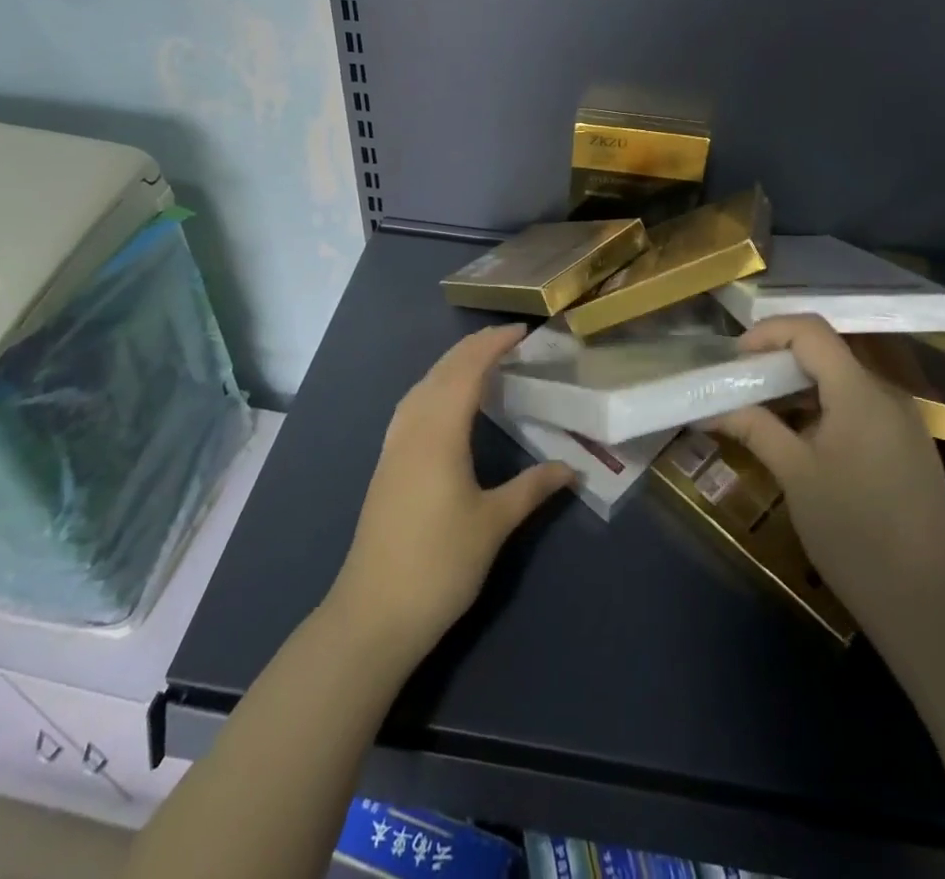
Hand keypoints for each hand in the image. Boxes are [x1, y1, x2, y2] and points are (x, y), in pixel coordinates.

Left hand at [325, 325, 574, 666]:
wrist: (374, 613)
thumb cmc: (440, 564)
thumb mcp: (494, 524)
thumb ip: (532, 488)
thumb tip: (571, 468)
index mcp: (439, 431)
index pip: (467, 370)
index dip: (493, 344)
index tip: (522, 331)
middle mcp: (412, 427)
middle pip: (442, 370)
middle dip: (474, 347)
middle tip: (509, 339)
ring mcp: (393, 445)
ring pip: (422, 386)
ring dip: (452, 365)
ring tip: (482, 362)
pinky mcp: (386, 464)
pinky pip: (412, 406)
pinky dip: (435, 387)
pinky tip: (445, 403)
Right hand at [710, 316, 944, 639]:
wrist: (928, 603)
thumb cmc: (853, 533)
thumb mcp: (795, 475)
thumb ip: (754, 427)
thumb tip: (710, 407)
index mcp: (860, 393)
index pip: (811, 331)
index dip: (768, 332)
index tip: (736, 359)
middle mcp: (887, 394)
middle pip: (827, 352)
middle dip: (779, 361)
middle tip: (742, 386)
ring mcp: (903, 420)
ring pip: (843, 380)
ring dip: (800, 387)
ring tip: (764, 413)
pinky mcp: (908, 445)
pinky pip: (860, 406)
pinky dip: (824, 408)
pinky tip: (803, 440)